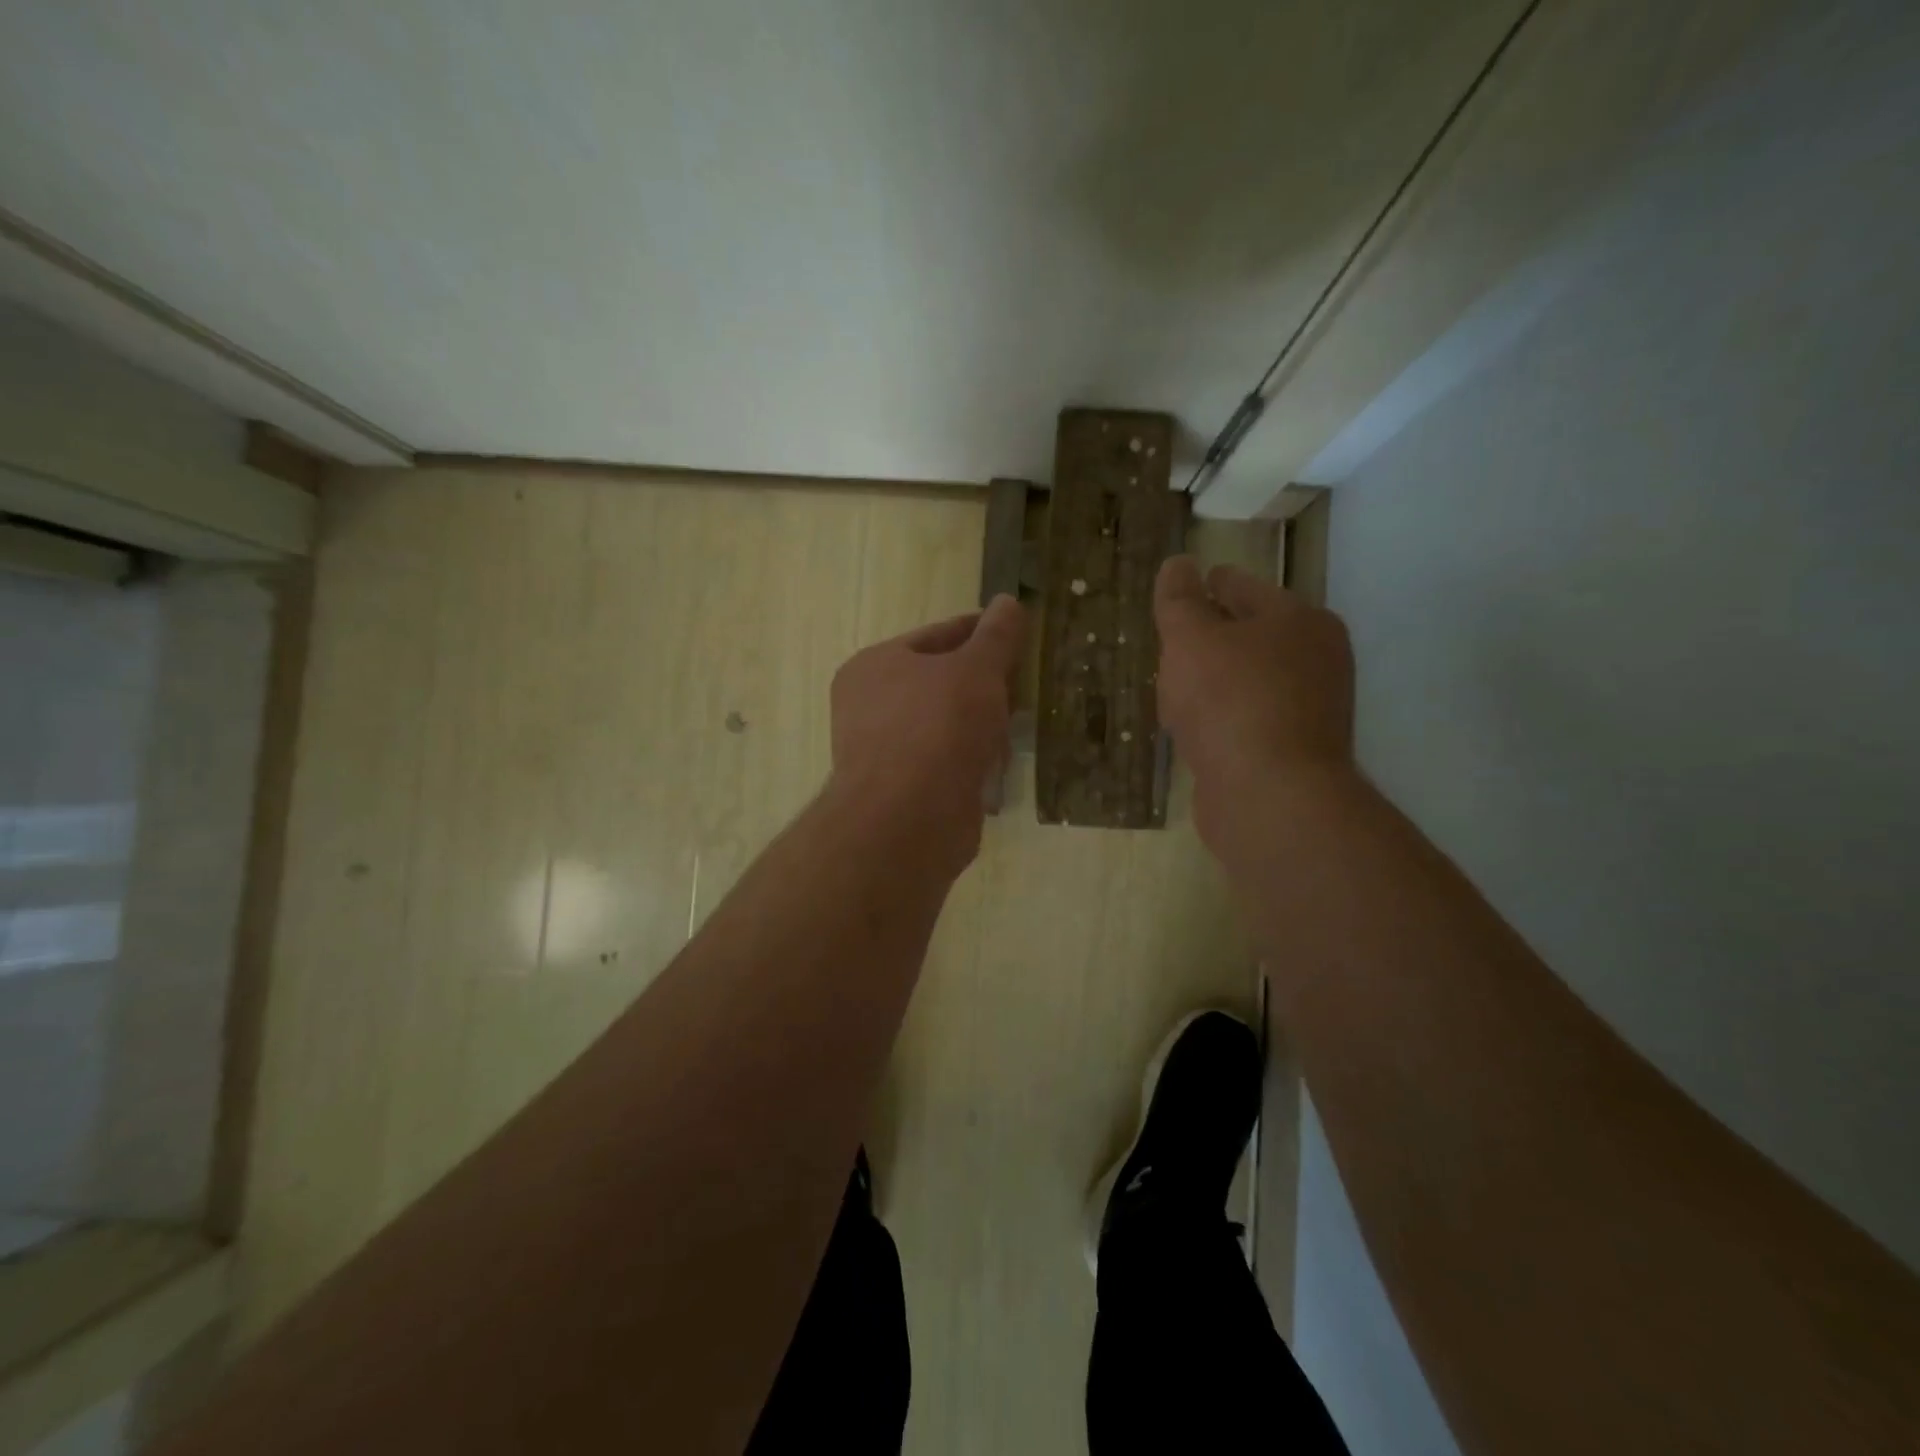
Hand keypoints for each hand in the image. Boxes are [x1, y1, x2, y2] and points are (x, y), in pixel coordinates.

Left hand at [827, 594, 1025, 868]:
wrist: (909, 819)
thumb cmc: (939, 727)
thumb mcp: (977, 669)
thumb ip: (996, 636)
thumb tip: (1009, 602)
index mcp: (875, 666)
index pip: (936, 636)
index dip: (979, 631)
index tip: (1016, 631)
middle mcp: (870, 706)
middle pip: (940, 682)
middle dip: (985, 683)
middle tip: (1024, 680)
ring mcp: (885, 751)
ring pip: (945, 724)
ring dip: (981, 724)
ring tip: (1018, 721)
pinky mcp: (903, 791)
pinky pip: (946, 762)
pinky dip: (972, 760)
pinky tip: (999, 764)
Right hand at [1154, 555, 1355, 844]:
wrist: (1270, 796)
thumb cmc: (1229, 702)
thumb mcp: (1191, 640)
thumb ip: (1179, 600)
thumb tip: (1178, 564)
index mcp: (1299, 620)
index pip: (1241, 586)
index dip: (1204, 585)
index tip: (1177, 592)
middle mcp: (1315, 660)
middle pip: (1247, 634)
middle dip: (1206, 639)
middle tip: (1168, 646)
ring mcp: (1307, 709)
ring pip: (1245, 680)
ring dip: (1210, 683)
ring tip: (1172, 692)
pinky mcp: (1291, 752)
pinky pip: (1244, 720)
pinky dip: (1218, 719)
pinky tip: (1190, 731)